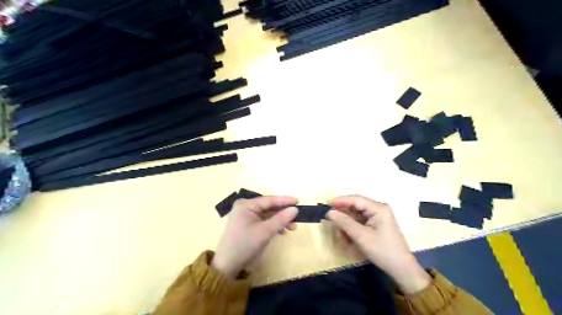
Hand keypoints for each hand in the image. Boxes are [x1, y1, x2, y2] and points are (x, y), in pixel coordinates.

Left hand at [210, 195, 297, 279]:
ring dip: (279, 220)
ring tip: (292, 227)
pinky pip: (263, 221)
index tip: (298, 201)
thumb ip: (281, 219)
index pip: (269, 200)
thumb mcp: (265, 231)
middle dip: (283, 213)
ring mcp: (245, 217)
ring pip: (267, 215)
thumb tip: (295, 209)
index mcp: (246, 205)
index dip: (284, 200)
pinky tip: (282, 231)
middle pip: (269, 207)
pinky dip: (273, 225)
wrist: (227, 266)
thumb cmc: (245, 244)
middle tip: (297, 217)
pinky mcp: (247, 225)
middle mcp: (245, 207)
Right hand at [326, 196, 431, 293]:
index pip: (356, 199)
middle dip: (343, 215)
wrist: (401, 269)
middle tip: (331, 221)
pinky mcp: (377, 225)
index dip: (341, 201)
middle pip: (356, 206)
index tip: (327, 204)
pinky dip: (352, 228)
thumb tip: (330, 212)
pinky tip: (347, 237)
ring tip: (340, 235)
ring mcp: (378, 217)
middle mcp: (379, 209)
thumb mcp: (361, 236)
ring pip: (356, 215)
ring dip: (347, 224)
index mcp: (378, 208)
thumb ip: (345, 222)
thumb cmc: (383, 251)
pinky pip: (360, 222)